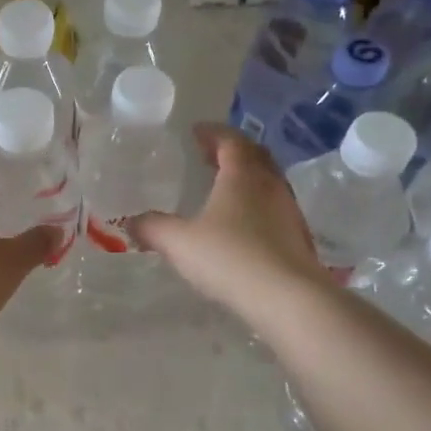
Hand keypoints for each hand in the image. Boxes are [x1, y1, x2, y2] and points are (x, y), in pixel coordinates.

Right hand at [130, 124, 323, 320]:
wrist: (289, 298)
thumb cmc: (230, 258)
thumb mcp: (180, 242)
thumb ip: (154, 228)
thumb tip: (132, 222)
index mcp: (242, 175)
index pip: (230, 140)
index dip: (212, 133)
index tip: (196, 132)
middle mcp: (270, 185)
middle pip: (254, 156)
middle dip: (232, 151)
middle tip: (210, 155)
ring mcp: (289, 211)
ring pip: (268, 182)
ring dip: (247, 178)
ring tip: (224, 188)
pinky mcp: (298, 237)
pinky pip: (274, 208)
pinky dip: (256, 204)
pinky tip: (242, 224)